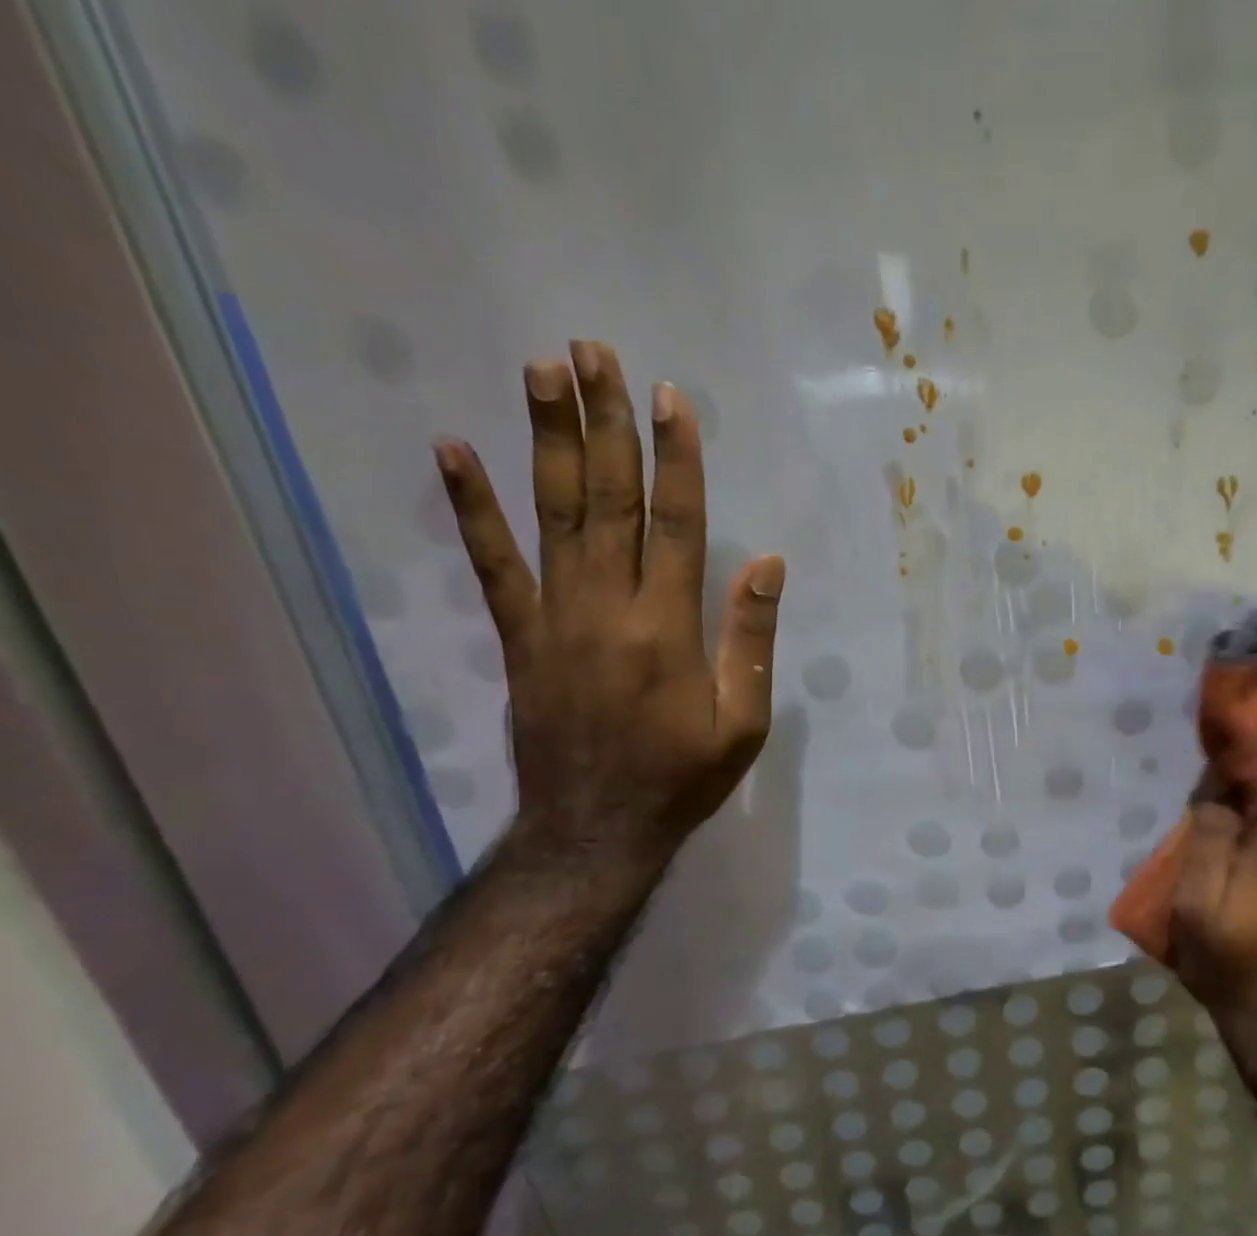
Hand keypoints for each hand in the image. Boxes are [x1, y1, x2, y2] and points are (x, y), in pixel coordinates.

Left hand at [433, 342, 782, 881]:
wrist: (596, 831)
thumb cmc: (681, 779)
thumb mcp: (743, 723)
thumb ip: (752, 640)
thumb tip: (770, 564)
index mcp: (669, 627)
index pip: (677, 523)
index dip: (676, 457)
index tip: (671, 398)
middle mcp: (609, 607)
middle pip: (609, 498)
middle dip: (604, 421)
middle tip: (593, 351)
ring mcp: (555, 618)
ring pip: (553, 514)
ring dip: (547, 439)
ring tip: (541, 371)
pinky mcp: (518, 637)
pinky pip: (492, 565)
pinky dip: (471, 507)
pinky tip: (454, 451)